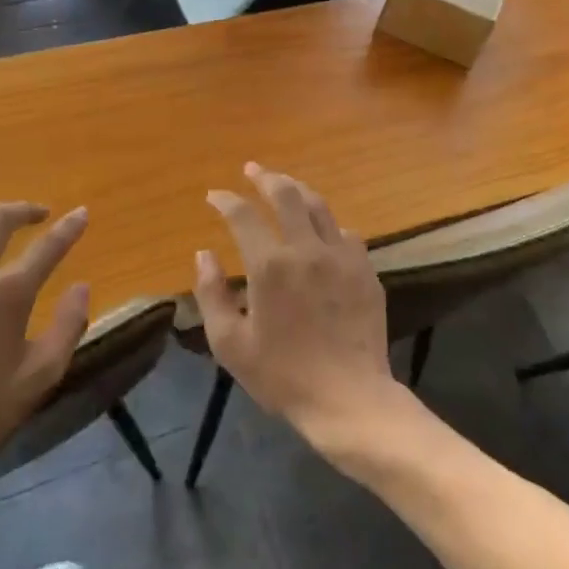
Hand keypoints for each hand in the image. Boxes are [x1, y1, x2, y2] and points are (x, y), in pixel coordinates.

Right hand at [193, 164, 408, 456]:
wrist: (348, 398)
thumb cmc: (282, 376)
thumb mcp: (231, 344)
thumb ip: (212, 294)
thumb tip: (204, 254)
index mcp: (269, 266)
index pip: (243, 216)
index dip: (226, 200)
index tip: (214, 196)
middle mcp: (306, 249)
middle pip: (286, 194)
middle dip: (265, 177)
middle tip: (252, 169)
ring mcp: (341, 256)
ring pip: (319, 205)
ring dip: (298, 189)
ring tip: (285, 184)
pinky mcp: (365, 270)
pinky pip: (346, 232)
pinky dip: (328, 224)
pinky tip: (322, 229)